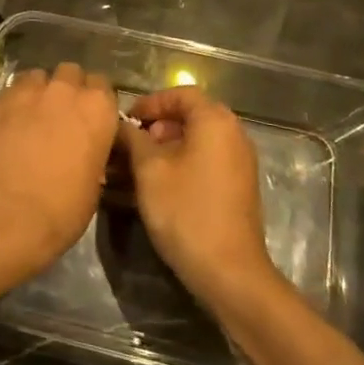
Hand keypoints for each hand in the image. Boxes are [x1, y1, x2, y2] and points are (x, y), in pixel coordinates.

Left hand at [0, 63, 118, 289]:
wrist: (8, 214)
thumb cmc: (63, 209)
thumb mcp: (94, 184)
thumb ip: (93, 153)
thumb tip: (85, 152)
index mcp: (99, 108)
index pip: (103, 86)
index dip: (96, 102)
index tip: (91, 119)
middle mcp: (66, 90)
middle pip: (71, 73)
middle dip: (69, 88)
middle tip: (63, 114)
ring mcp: (30, 92)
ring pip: (39, 76)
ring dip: (41, 90)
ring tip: (34, 114)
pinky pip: (12, 89)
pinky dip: (15, 100)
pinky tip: (12, 121)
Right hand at [120, 86, 279, 310]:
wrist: (229, 271)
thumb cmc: (185, 211)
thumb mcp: (149, 170)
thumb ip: (133, 138)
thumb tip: (122, 125)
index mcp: (215, 121)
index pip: (180, 93)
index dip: (150, 102)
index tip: (127, 119)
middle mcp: (234, 134)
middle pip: (191, 114)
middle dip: (158, 125)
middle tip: (132, 143)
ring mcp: (240, 161)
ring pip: (199, 139)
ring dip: (168, 145)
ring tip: (140, 166)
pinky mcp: (239, 185)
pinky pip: (208, 159)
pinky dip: (184, 161)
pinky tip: (162, 183)